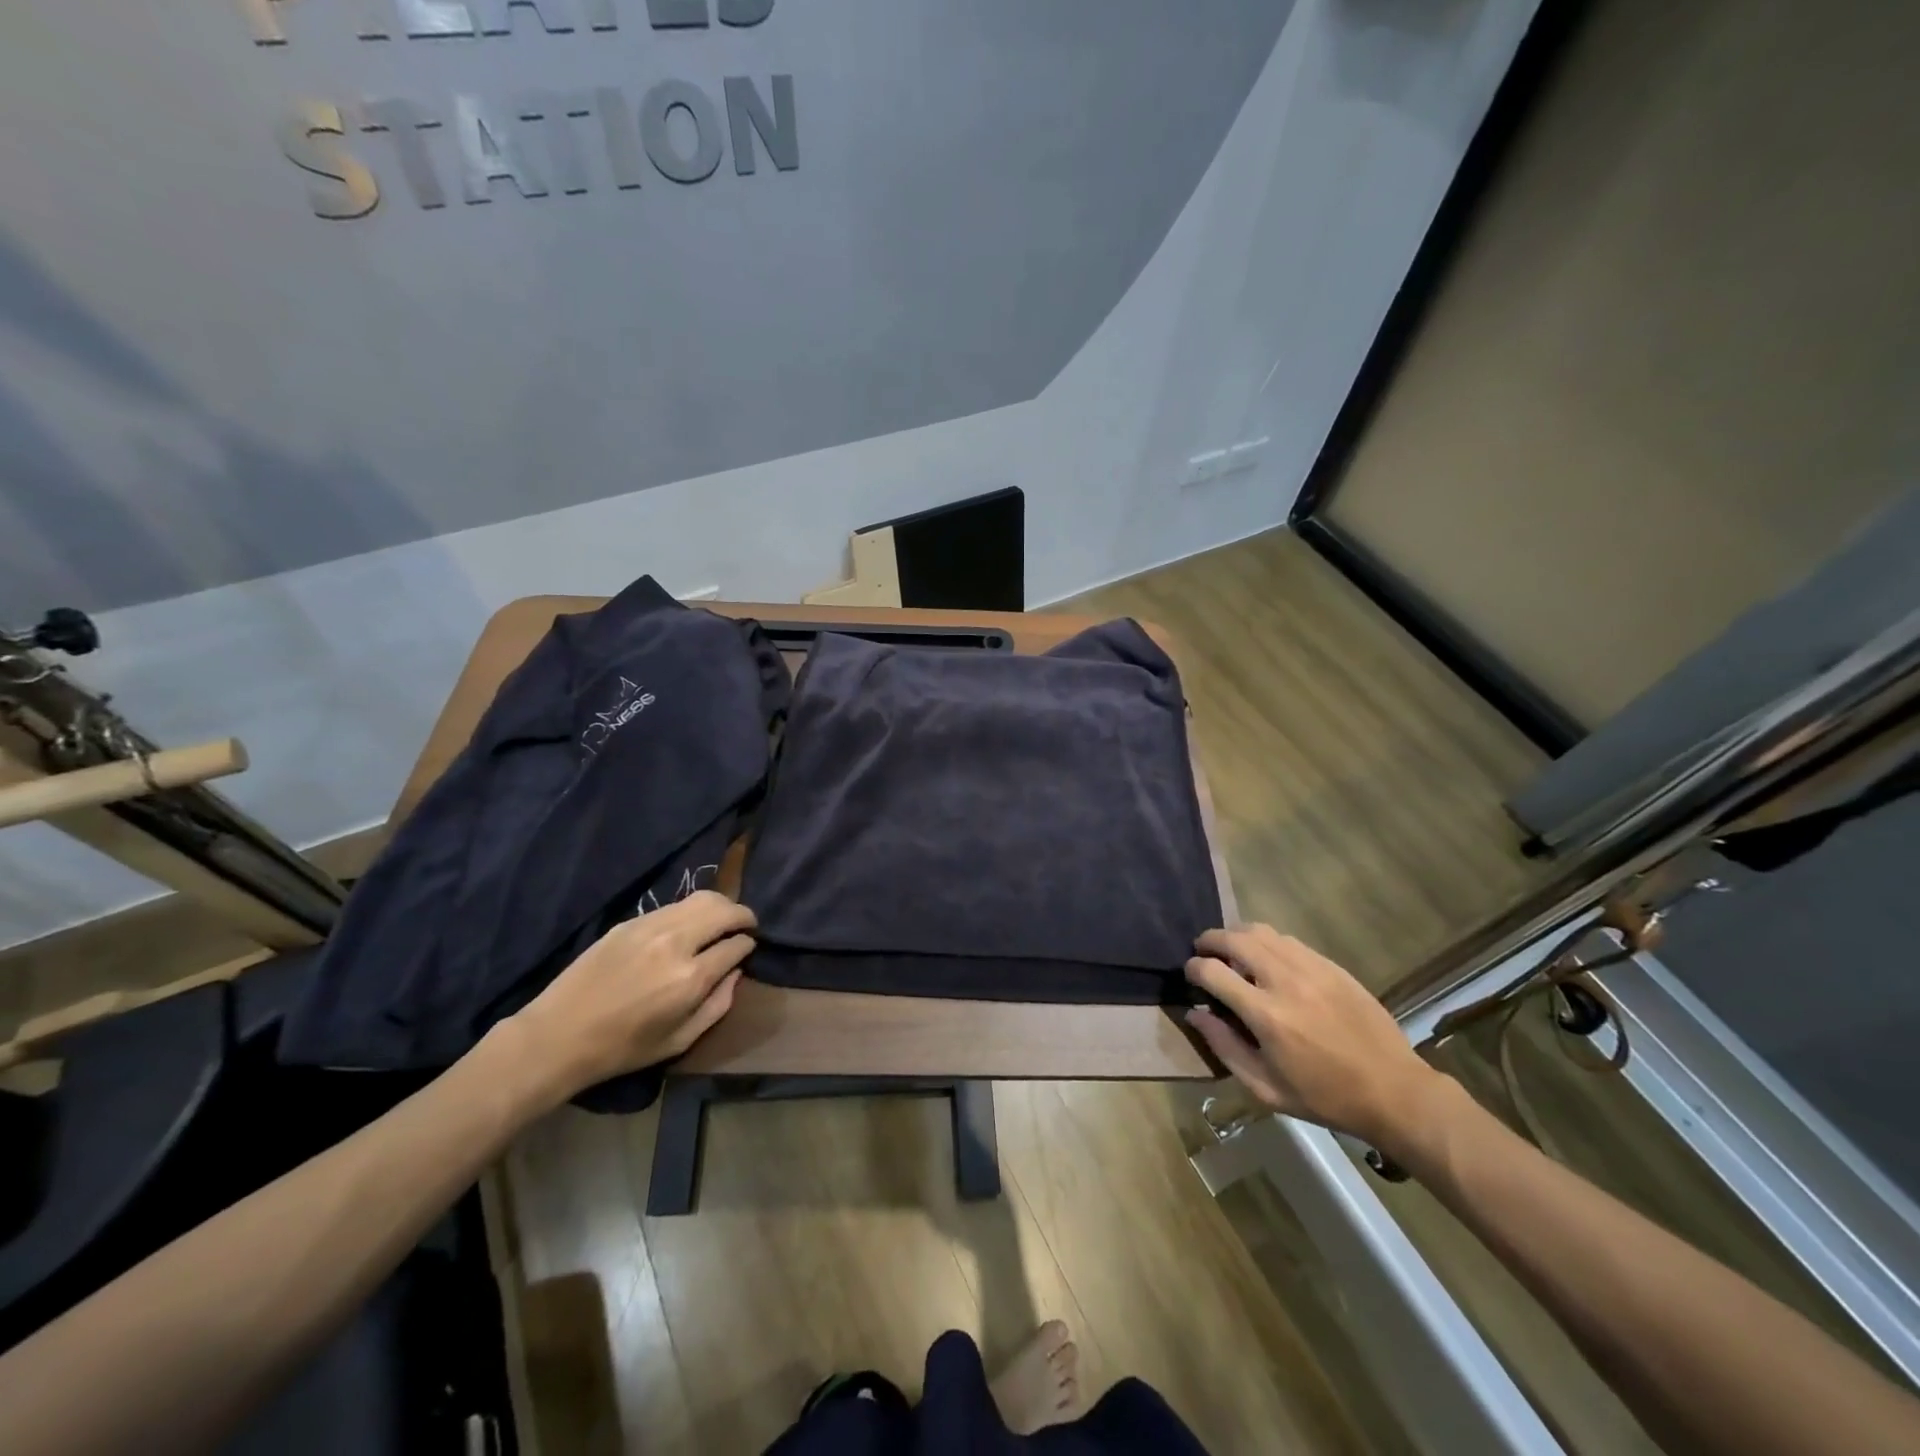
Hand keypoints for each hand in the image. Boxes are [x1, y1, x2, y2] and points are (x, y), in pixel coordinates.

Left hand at [511, 890, 755, 1096]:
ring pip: (701, 899)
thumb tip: (736, 973)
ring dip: (721, 905)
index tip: (748, 948)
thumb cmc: (622, 1049)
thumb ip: (717, 1005)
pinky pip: (673, 906)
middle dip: (743, 915)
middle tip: (747, 925)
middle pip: (724, 910)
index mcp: (690, 978)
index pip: (735, 946)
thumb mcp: (679, 1041)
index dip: (748, 945)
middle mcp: (675, 943)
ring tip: (724, 918)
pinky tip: (690, 925)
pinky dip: (691, 910)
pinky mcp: (630, 922)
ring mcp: (650, 927)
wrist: (558, 1036)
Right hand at [1185, 925, 1445, 1154]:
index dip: (1193, 968)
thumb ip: (1224, 1046)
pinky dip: (1268, 942)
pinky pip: (1289, 940)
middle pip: (1234, 938)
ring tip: (1232, 951)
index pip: (1213, 971)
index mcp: (1266, 1014)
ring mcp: (1311, 968)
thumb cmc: (1323, 1097)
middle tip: (1203, 950)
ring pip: (1262, 931)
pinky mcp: (1331, 966)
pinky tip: (1267, 959)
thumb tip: (1194, 1014)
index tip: (1190, 975)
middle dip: (1210, 940)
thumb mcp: (1265, 1087)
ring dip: (1238, 935)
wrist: (1393, 1091)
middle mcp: (1285, 980)